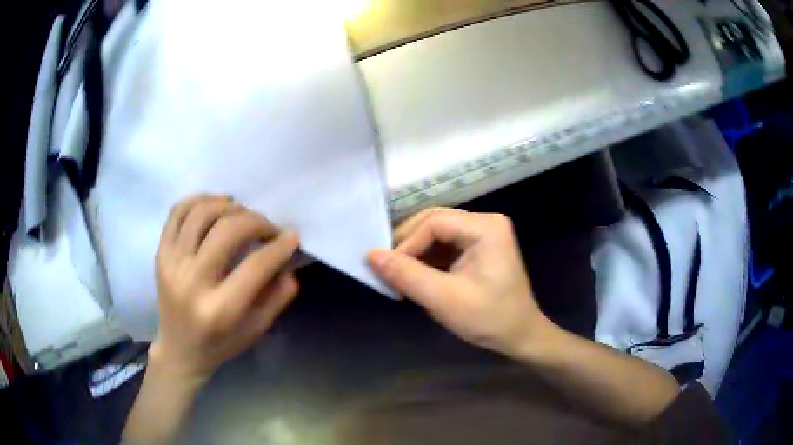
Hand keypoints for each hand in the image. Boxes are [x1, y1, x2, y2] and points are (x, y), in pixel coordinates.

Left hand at [150, 195, 299, 383]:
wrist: (179, 349)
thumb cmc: (220, 344)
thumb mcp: (256, 330)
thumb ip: (277, 298)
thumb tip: (288, 264)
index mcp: (219, 310)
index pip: (255, 266)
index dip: (278, 246)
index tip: (291, 236)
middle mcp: (191, 283)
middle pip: (227, 231)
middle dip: (256, 221)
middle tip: (268, 227)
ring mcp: (171, 264)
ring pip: (201, 213)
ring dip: (229, 206)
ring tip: (242, 213)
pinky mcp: (160, 253)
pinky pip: (177, 211)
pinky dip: (199, 199)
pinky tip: (216, 204)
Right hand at [368, 208, 551, 358]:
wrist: (520, 336)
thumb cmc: (489, 318)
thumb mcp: (444, 299)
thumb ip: (407, 275)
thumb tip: (370, 255)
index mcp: (486, 227)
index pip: (434, 222)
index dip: (407, 243)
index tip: (388, 269)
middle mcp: (485, 222)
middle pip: (434, 222)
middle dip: (409, 245)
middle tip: (388, 268)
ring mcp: (483, 234)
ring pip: (436, 234)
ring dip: (415, 253)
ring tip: (398, 275)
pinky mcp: (478, 248)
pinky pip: (444, 246)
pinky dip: (426, 260)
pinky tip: (415, 276)